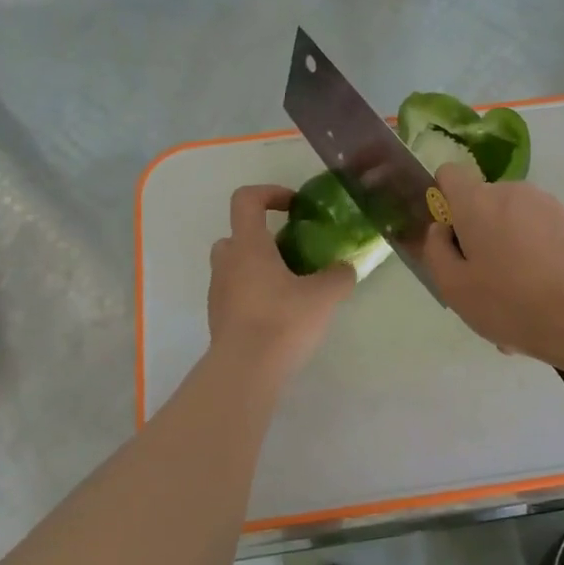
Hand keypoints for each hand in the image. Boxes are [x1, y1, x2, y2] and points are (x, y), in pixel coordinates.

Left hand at [209, 185, 353, 376]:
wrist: (245, 371)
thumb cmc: (282, 320)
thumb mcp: (324, 295)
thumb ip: (338, 275)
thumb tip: (345, 268)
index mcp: (248, 246)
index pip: (246, 200)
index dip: (270, 193)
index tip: (295, 207)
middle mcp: (227, 263)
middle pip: (237, 235)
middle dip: (264, 239)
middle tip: (293, 254)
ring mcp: (219, 292)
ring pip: (236, 266)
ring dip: (260, 269)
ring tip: (292, 287)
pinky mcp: (220, 319)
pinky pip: (237, 293)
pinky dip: (256, 295)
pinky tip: (282, 315)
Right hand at [422, 163, 563, 363]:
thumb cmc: (509, 302)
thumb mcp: (454, 287)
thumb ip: (436, 250)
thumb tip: (441, 229)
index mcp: (478, 202)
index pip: (450, 174)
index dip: (444, 200)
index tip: (451, 237)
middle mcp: (514, 192)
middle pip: (484, 204)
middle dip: (479, 235)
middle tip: (483, 282)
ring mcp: (549, 206)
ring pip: (515, 224)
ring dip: (509, 251)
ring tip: (516, 299)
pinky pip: (542, 237)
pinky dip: (537, 259)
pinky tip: (543, 299)